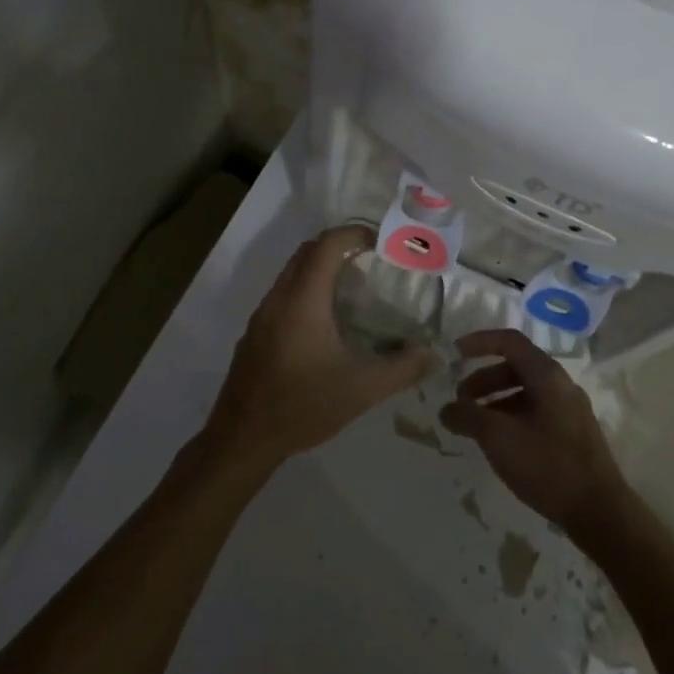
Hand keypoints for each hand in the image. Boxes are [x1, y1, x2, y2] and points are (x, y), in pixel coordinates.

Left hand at [203, 225, 434, 470]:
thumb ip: (402, 369)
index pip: (327, 244)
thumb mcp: (362, 390)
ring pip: (291, 273)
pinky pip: (282, 295)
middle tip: (370, 262)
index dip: (354, 233)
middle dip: (338, 246)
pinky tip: (324, 325)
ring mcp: (261, 316)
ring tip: (352, 292)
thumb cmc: (302, 407)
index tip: (381, 243)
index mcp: (303, 300)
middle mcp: (278, 298)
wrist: (241, 440)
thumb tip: (432, 353)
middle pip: (307, 252)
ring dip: (319, 269)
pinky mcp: (254, 334)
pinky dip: (305, 291)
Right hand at [439, 329, 630, 534]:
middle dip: (483, 379)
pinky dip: (512, 416)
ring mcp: (570, 409)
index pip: (509, 341)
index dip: (479, 342)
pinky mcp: (573, 433)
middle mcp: (561, 384)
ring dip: (496, 400)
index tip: (455, 352)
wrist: (600, 512)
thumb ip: (468, 417)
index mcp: (547, 375)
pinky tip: (501, 443)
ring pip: (526, 391)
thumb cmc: (547, 465)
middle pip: (516, 366)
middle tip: (461, 400)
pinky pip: (536, 411)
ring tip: (475, 425)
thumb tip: (447, 409)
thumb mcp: (498, 438)